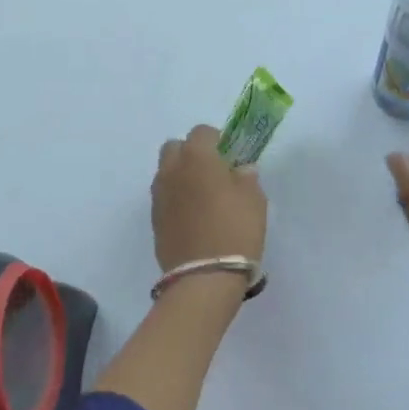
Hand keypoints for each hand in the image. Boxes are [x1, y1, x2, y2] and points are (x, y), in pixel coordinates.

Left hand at [152, 124, 267, 273]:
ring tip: (203, 197)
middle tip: (212, 173)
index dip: (217, 140)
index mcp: (196, 157)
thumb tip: (239, 170)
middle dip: (191, 153)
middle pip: (175, 148)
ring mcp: (159, 195)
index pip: (202, 132)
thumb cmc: (235, 230)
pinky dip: (176, 198)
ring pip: (166, 172)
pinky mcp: (154, 218)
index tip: (230, 156)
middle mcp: (171, 170)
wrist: (204, 277)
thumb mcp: (255, 200)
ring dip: (181, 176)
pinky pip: (164, 196)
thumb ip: (246, 178)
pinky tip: (193, 217)